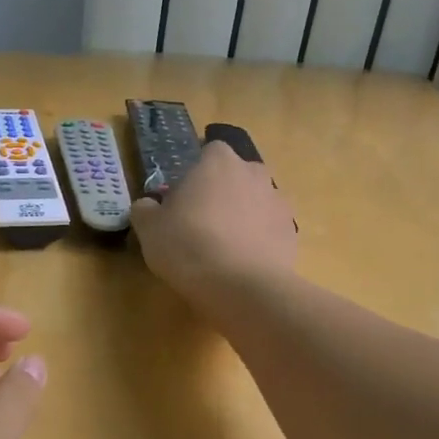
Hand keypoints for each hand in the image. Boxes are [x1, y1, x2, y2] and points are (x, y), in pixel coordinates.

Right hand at [130, 141, 296, 305]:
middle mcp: (254, 173)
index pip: (210, 152)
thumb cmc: (188, 245)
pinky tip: (242, 264)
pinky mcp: (291, 233)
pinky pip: (269, 230)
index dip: (196, 173)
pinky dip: (258, 241)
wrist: (242, 287)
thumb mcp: (149, 228)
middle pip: (236, 176)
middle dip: (223, 192)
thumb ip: (146, 209)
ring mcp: (278, 202)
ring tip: (223, 248)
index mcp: (219, 161)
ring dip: (242, 216)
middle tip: (201, 222)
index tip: (183, 198)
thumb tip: (148, 206)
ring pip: (255, 202)